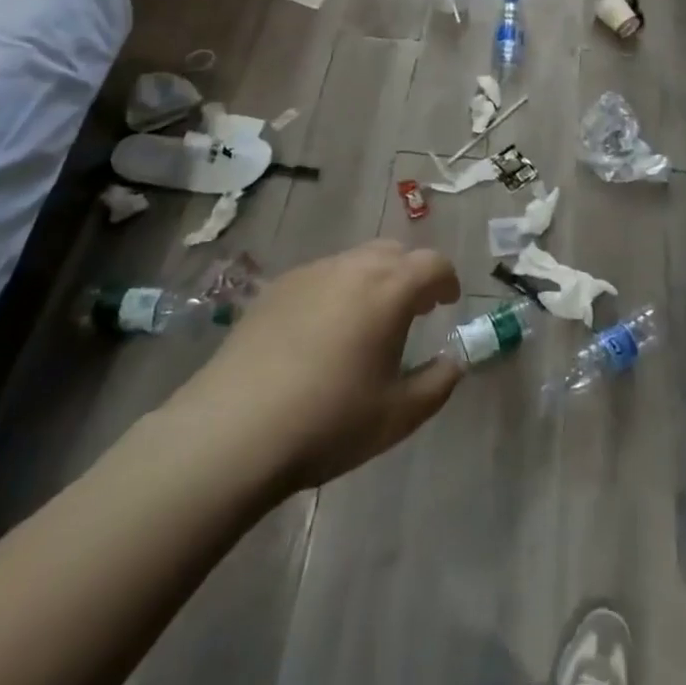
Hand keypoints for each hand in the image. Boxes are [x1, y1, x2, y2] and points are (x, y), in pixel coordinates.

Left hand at [162, 240, 462, 499]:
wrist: (231, 432)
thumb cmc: (328, 422)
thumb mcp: (398, 416)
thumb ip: (438, 383)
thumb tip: (454, 362)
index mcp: (390, 289)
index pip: (433, 263)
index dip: (446, 280)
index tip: (446, 304)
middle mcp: (353, 267)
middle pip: (394, 252)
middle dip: (410, 275)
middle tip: (411, 311)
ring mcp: (310, 273)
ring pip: (355, 260)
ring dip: (372, 280)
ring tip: (364, 323)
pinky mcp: (275, 289)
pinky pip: (320, 276)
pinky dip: (335, 291)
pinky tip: (319, 334)